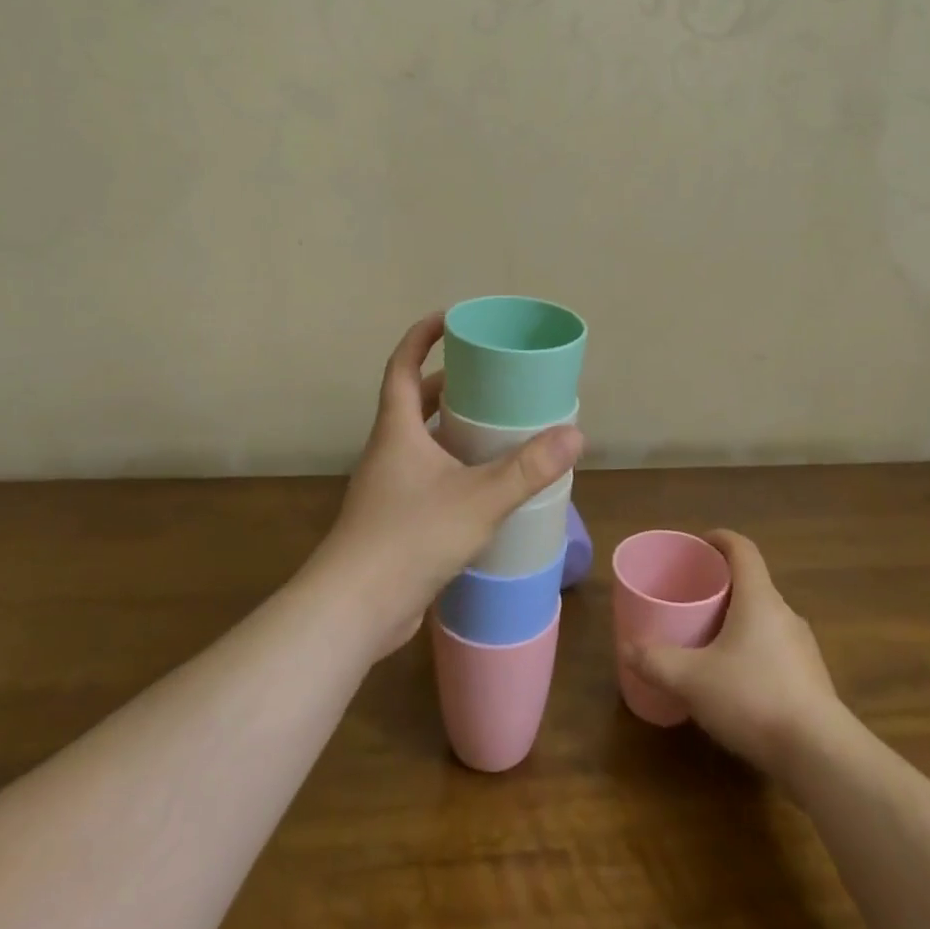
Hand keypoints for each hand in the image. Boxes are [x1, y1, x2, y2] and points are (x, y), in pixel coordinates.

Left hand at [316, 312, 582, 658]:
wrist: (354, 610)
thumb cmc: (410, 538)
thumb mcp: (479, 498)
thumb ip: (527, 469)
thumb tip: (575, 435)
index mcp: (397, 429)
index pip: (403, 365)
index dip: (421, 336)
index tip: (450, 318)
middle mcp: (388, 451)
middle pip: (414, 401)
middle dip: (449, 383)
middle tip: (490, 377)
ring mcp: (388, 487)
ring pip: (421, 442)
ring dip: (452, 428)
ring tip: (495, 426)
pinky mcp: (394, 520)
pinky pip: (426, 476)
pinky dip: (453, 467)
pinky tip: (484, 485)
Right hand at [620, 530, 838, 774]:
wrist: (821, 756)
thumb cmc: (753, 698)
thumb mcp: (693, 680)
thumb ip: (657, 662)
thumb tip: (627, 649)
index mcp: (759, 598)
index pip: (743, 549)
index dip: (721, 539)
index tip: (700, 544)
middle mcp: (785, 614)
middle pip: (753, 584)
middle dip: (723, 586)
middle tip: (693, 598)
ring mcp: (803, 648)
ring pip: (765, 620)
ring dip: (739, 622)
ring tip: (710, 642)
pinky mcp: (812, 681)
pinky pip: (776, 651)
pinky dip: (753, 653)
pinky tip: (736, 684)